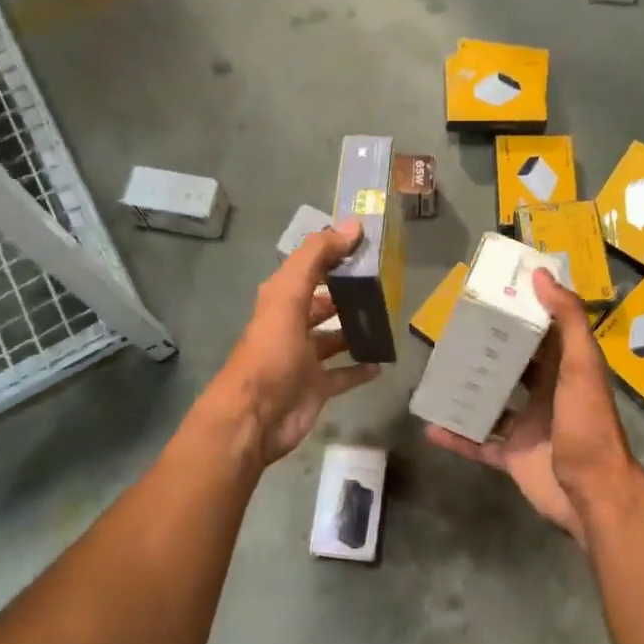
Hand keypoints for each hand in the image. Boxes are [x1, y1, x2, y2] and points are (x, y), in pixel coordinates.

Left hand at [208, 220, 381, 466]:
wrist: (255, 418)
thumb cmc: (271, 352)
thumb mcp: (288, 296)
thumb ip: (316, 258)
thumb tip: (352, 225)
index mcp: (281, 300)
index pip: (310, 268)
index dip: (333, 253)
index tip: (368, 243)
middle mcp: (292, 325)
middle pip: (322, 303)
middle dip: (347, 292)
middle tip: (385, 283)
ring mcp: (305, 359)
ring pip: (334, 337)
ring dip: (356, 329)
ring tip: (388, 318)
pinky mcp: (317, 387)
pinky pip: (344, 374)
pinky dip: (361, 368)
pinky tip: (383, 361)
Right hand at [423, 269, 636, 546]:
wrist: (592, 494)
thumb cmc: (587, 424)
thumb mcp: (582, 366)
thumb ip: (567, 321)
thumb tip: (541, 275)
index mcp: (565, 370)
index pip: (542, 333)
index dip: (521, 312)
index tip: (492, 294)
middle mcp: (546, 394)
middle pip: (513, 366)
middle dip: (487, 350)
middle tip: (454, 331)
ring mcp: (527, 427)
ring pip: (491, 403)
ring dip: (467, 391)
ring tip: (437, 373)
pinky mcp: (512, 457)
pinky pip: (478, 443)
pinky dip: (456, 437)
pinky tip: (430, 426)